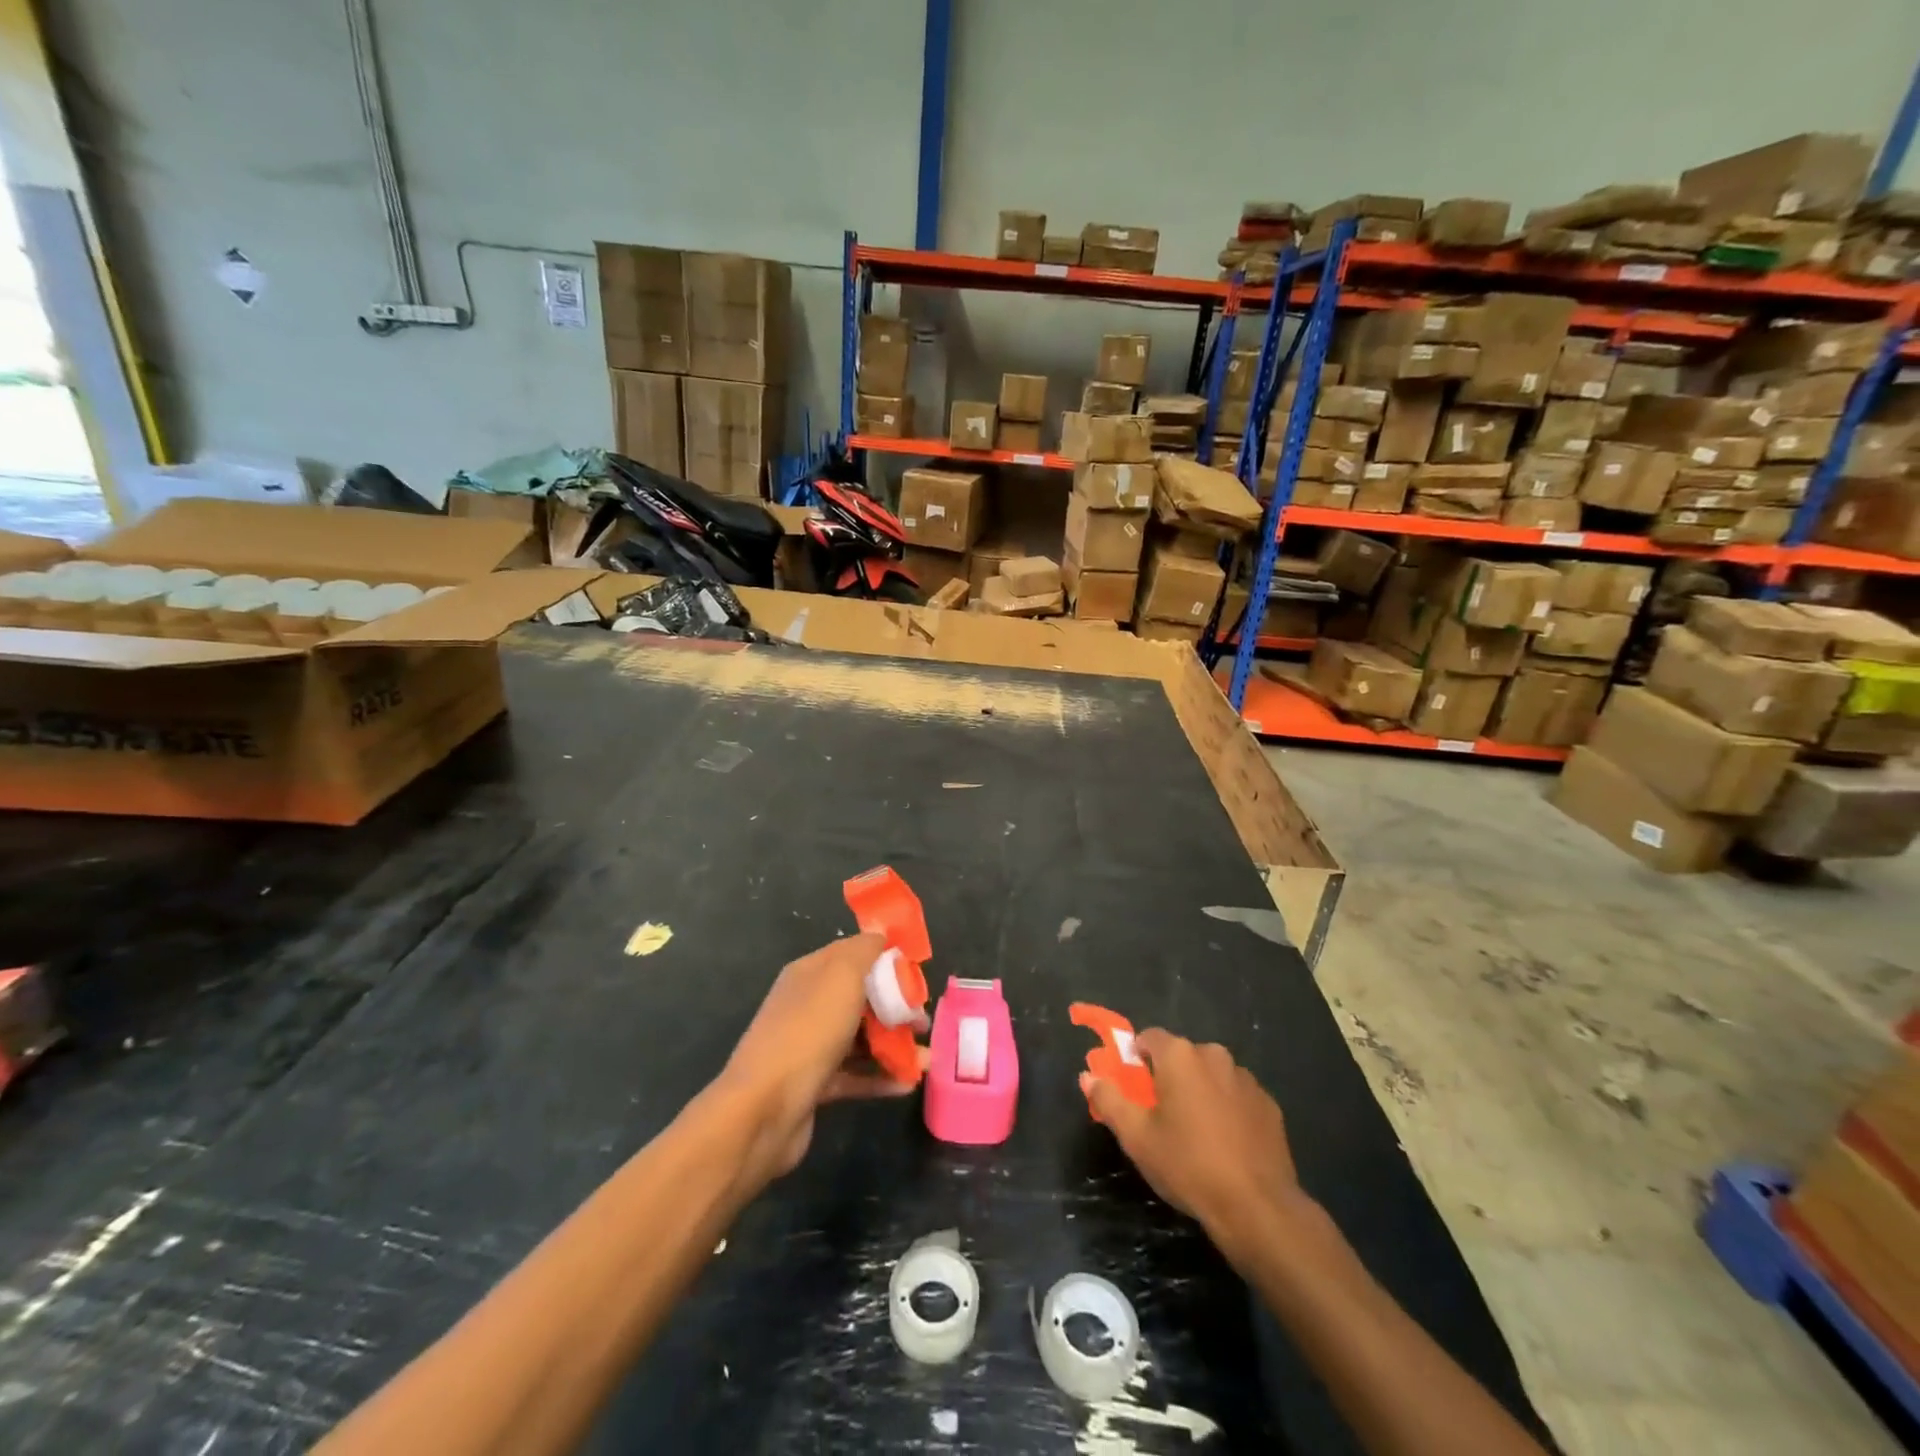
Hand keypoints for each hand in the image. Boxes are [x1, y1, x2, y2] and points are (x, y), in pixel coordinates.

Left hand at [717, 933, 921, 1195]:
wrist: (763, 1109)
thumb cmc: (808, 1031)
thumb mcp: (841, 976)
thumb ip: (865, 951)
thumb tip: (880, 935)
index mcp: (810, 973)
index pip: (853, 955)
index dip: (886, 960)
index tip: (918, 974)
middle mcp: (807, 1005)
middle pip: (860, 998)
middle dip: (895, 1007)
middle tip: (923, 1022)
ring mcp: (809, 1046)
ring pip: (860, 1038)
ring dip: (894, 1045)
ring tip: (926, 1060)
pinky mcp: (814, 1084)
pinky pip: (854, 1075)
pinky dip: (881, 1077)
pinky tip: (907, 1083)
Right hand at [1082, 1030, 1309, 1257]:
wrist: (1257, 1206)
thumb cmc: (1188, 1165)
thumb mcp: (1137, 1137)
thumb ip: (1109, 1099)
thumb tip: (1088, 1076)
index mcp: (1180, 1056)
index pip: (1150, 1037)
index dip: (1137, 1056)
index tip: (1133, 1085)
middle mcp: (1214, 1055)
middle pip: (1182, 1056)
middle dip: (1169, 1076)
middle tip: (1161, 1114)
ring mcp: (1246, 1079)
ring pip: (1212, 1075)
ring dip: (1200, 1091)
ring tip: (1195, 1132)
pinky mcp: (1269, 1104)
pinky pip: (1237, 1096)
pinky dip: (1227, 1109)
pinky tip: (1225, 1143)